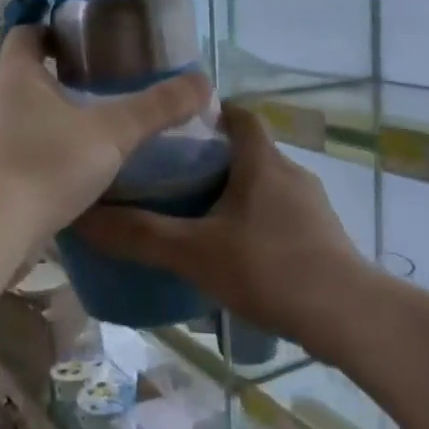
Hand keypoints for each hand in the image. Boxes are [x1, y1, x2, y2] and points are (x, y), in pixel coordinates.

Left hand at [0, 25, 211, 245]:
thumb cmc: (45, 165)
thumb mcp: (113, 133)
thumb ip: (157, 108)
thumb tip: (204, 83)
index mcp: (14, 73)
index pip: (29, 33)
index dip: (55, 31)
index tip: (85, 42)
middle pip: (21, 75)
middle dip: (55, 79)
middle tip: (97, 91)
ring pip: (10, 116)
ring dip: (39, 120)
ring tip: (80, 135)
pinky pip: (2, 152)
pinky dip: (26, 154)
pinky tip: (54, 176)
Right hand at [72, 104, 364, 346]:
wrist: (346, 314)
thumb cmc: (268, 268)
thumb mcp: (194, 252)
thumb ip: (139, 235)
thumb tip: (83, 216)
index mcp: (262, 160)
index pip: (238, 114)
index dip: (208, 113)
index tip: (174, 129)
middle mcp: (291, 171)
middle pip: (247, 151)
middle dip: (212, 161)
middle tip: (171, 181)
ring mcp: (312, 203)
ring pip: (264, 185)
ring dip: (234, 195)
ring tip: (197, 220)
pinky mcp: (323, 233)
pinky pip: (280, 214)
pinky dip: (256, 222)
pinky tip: (236, 254)